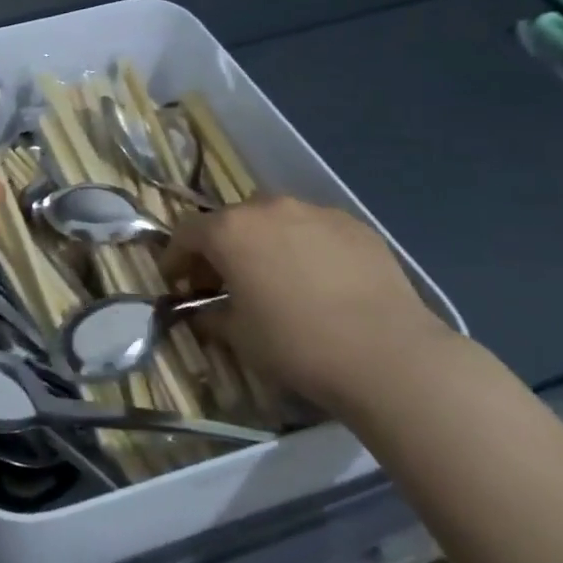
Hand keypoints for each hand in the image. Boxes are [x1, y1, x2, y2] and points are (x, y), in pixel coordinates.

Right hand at [162, 194, 452, 414]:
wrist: (387, 354)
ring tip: (275, 278)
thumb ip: (211, 316)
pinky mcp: (355, 226)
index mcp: (231, 230)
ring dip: (264, 243)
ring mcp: (316, 212)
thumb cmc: (296, 344)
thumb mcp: (238, 337)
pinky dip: (305, 247)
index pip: (187, 232)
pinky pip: (315, 230)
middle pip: (232, 221)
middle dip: (221, 248)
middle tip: (224, 282)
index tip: (176, 282)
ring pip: (276, 220)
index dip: (176, 257)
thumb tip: (203, 312)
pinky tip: (319, 281)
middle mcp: (269, 208)